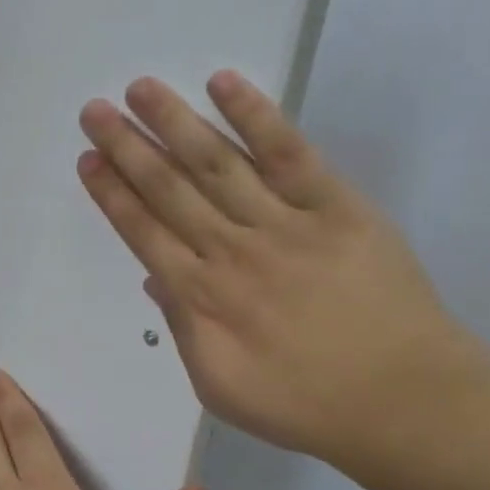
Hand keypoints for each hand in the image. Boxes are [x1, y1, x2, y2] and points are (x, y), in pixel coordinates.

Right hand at [76, 71, 489, 479]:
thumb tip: (154, 279)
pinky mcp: (336, 206)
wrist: (402, 400)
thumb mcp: (219, 388)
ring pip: (218, 163)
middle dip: (127, 147)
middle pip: (170, 189)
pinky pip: (289, 153)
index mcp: (202, 297)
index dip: (112, 194)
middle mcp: (232, 249)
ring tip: (141, 89)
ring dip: (176, 122)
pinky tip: (224, 84)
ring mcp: (285, 222)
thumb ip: (183, 329)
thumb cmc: (304, 405)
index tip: (88, 160)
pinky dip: (255, 116)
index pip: (144, 233)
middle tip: (95, 109)